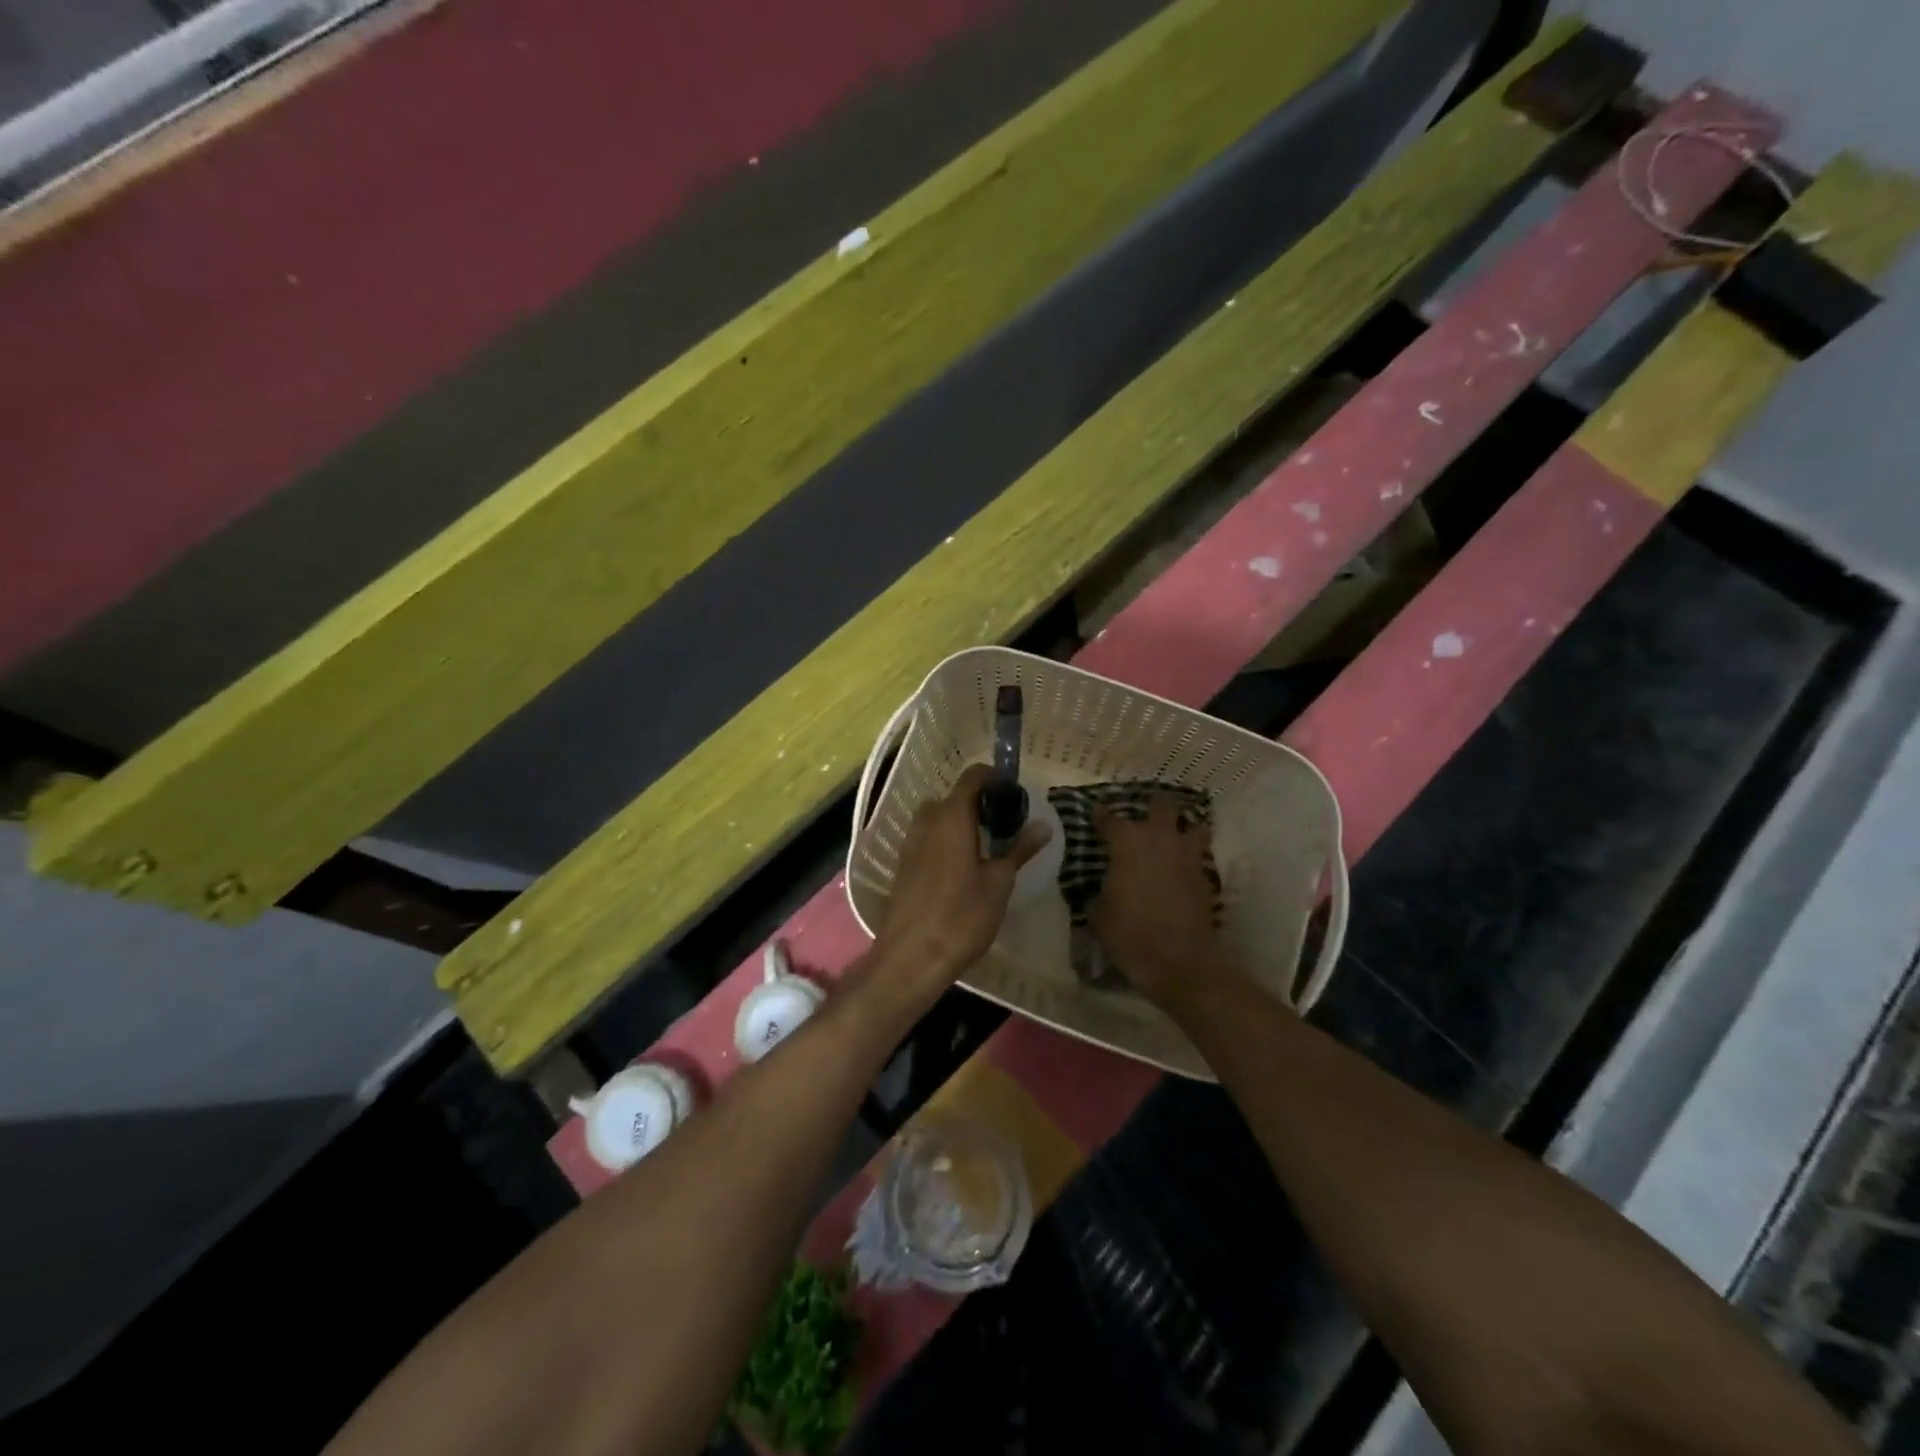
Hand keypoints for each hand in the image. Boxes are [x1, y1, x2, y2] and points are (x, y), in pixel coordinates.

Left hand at [874, 763, 1049, 991]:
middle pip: (953, 797)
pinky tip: (961, 868)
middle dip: (977, 803)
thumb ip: (1019, 850)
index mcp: (951, 817)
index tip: (1014, 792)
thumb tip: (1042, 826)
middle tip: (1003, 824)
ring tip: (984, 847)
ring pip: (936, 819)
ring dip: (958, 823)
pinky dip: (944, 841)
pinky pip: (926, 839)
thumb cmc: (962, 916)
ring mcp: (909, 844)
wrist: (911, 957)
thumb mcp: (999, 883)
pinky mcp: (902, 866)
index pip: (972, 777)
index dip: (994, 777)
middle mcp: (926, 822)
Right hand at [1089, 794, 1239, 1015]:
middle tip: (1143, 815)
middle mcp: (1160, 839)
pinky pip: (1199, 856)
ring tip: (1172, 836)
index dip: (1100, 814)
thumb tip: (1102, 888)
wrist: (1178, 960)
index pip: (1109, 818)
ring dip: (1182, 828)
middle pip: (1161, 806)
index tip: (1095, 812)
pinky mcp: (1205, 877)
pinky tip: (1181, 869)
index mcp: (1127, 842)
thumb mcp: (1098, 913)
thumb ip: (1099, 891)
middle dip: (1152, 806)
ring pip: (1193, 826)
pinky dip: (1191, 858)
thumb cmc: (1129, 932)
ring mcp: (1187, 856)